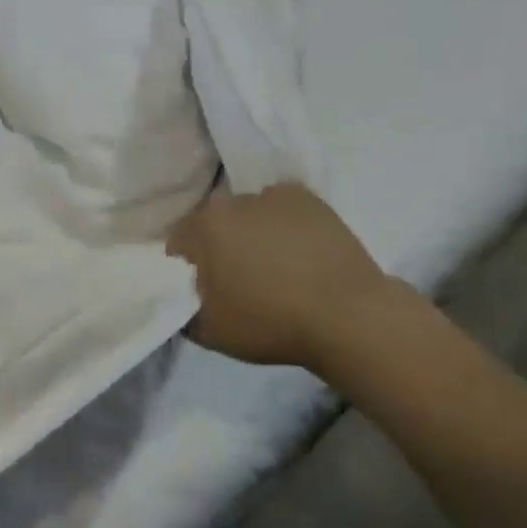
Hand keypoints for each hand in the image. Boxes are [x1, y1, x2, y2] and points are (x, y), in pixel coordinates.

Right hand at [167, 183, 389, 373]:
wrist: (347, 316)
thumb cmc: (271, 323)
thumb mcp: (210, 332)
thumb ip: (182, 310)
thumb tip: (181, 297)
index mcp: (205, 226)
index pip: (179, 241)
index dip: (187, 266)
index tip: (203, 288)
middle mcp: (234, 200)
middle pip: (215, 222)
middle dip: (220, 245)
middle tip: (239, 278)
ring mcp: (273, 195)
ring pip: (250, 213)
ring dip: (252, 232)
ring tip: (276, 266)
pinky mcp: (308, 197)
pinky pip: (283, 208)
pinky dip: (284, 224)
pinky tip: (299, 251)